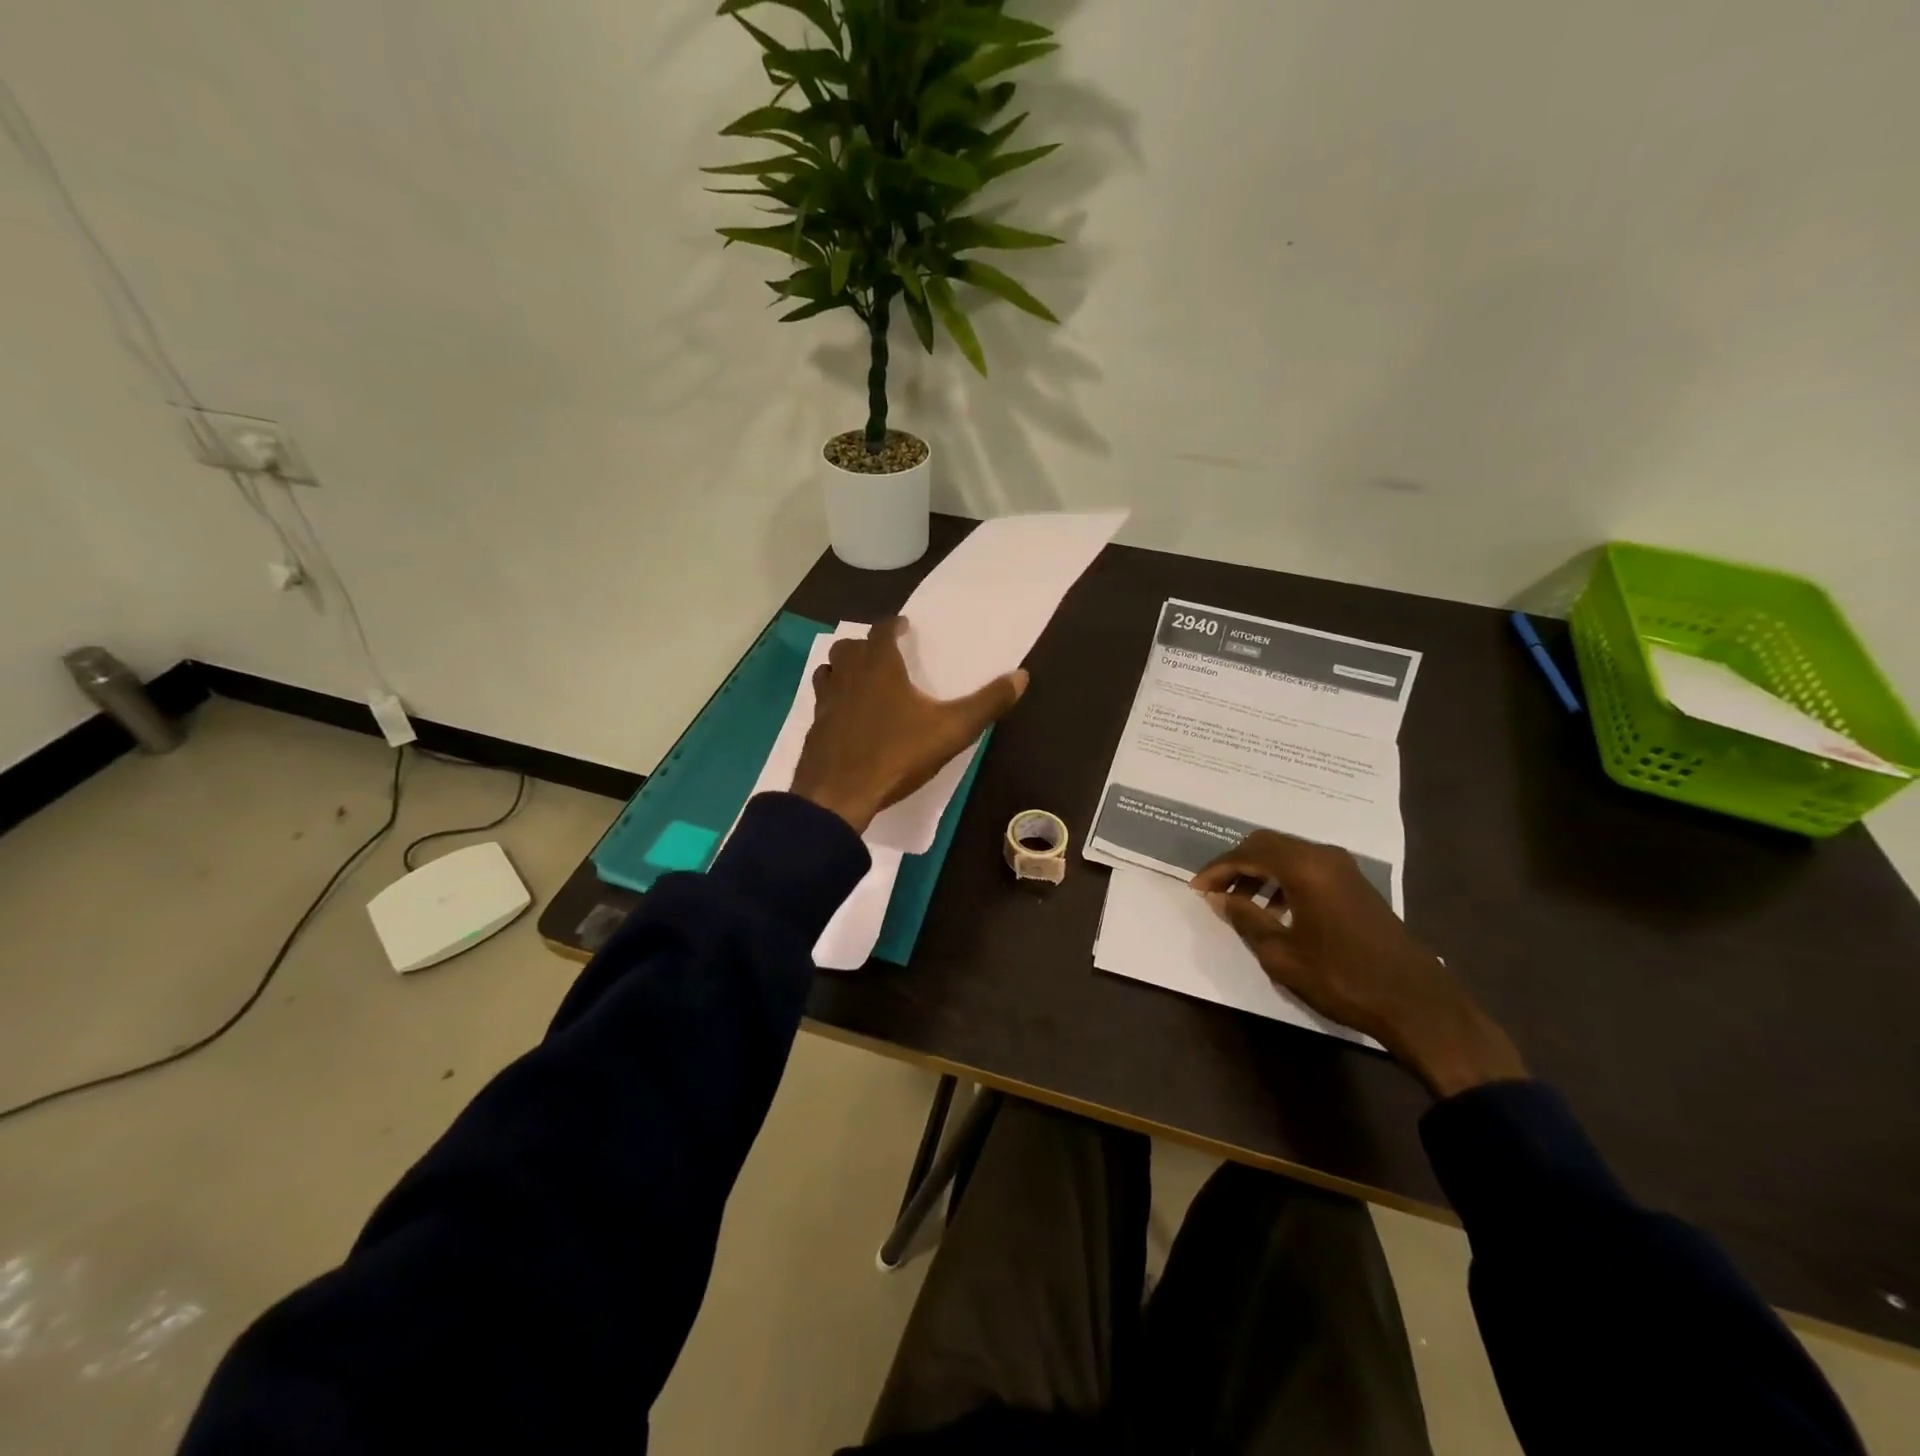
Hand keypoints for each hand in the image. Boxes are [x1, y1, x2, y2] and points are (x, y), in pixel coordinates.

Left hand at [790, 616, 1027, 834]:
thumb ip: (987, 703)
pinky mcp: (815, 730)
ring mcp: (826, 703)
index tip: (903, 626)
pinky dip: (833, 701)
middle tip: (882, 654)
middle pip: (848, 648)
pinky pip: (822, 703)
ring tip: (860, 680)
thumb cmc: (896, 755)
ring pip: (828, 672)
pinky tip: (846, 719)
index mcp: (879, 668)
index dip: (893, 625)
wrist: (839, 795)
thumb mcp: (952, 730)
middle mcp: (848, 677)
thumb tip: (1021, 676)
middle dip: (865, 646)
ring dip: (842, 669)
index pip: (881, 632)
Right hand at [1192, 831, 1525, 1098]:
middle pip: (1268, 844)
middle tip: (1215, 890)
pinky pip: (1307, 867)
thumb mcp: (1282, 954)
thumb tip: (1221, 898)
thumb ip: (1246, 919)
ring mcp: (1344, 869)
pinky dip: (1283, 879)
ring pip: (1288, 854)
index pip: (1248, 853)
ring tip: (1241, 903)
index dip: (1218, 869)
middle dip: (1237, 864)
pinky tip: (1276, 910)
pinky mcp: (1355, 884)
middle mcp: (1323, 856)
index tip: (1197, 888)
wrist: (1416, 1002)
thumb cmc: (1342, 978)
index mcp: (1304, 867)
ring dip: (1260, 872)